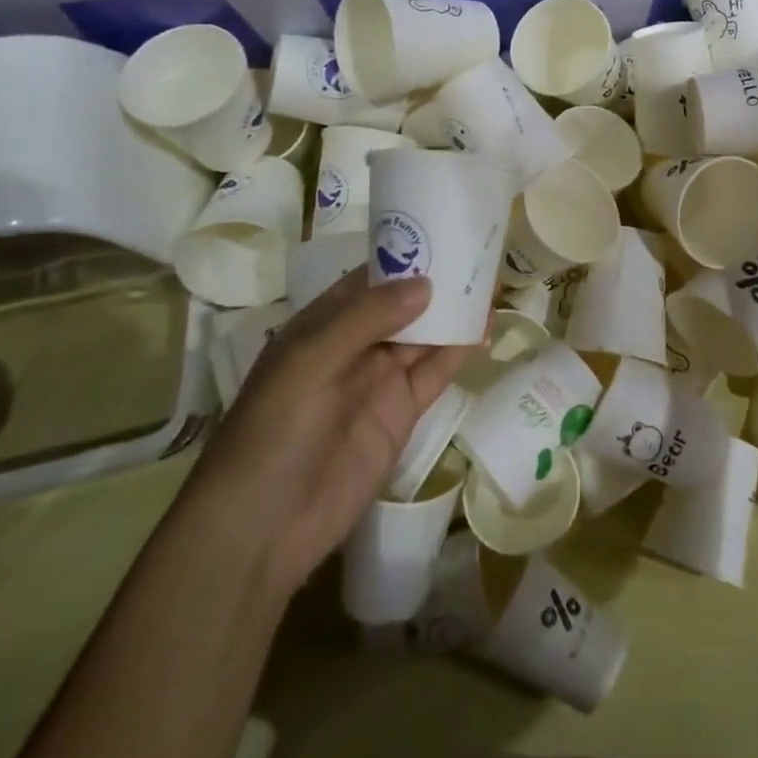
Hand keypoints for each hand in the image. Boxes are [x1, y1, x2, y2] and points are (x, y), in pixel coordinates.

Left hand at [184, 271, 474, 594]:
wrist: (263, 528)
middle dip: (437, 281)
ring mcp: (379, 380)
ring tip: (493, 281)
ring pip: (424, 334)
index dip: (403, 256)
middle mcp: (353, 346)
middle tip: (481, 252)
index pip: (368, 279)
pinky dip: (460, 350)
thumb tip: (426, 284)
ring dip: (455, 311)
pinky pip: (435, 372)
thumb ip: (366, 319)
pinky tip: (487, 328)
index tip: (445, 230)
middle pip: (403, 304)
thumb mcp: (310, 362)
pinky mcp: (401, 412)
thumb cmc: (273, 431)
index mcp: (321, 325)